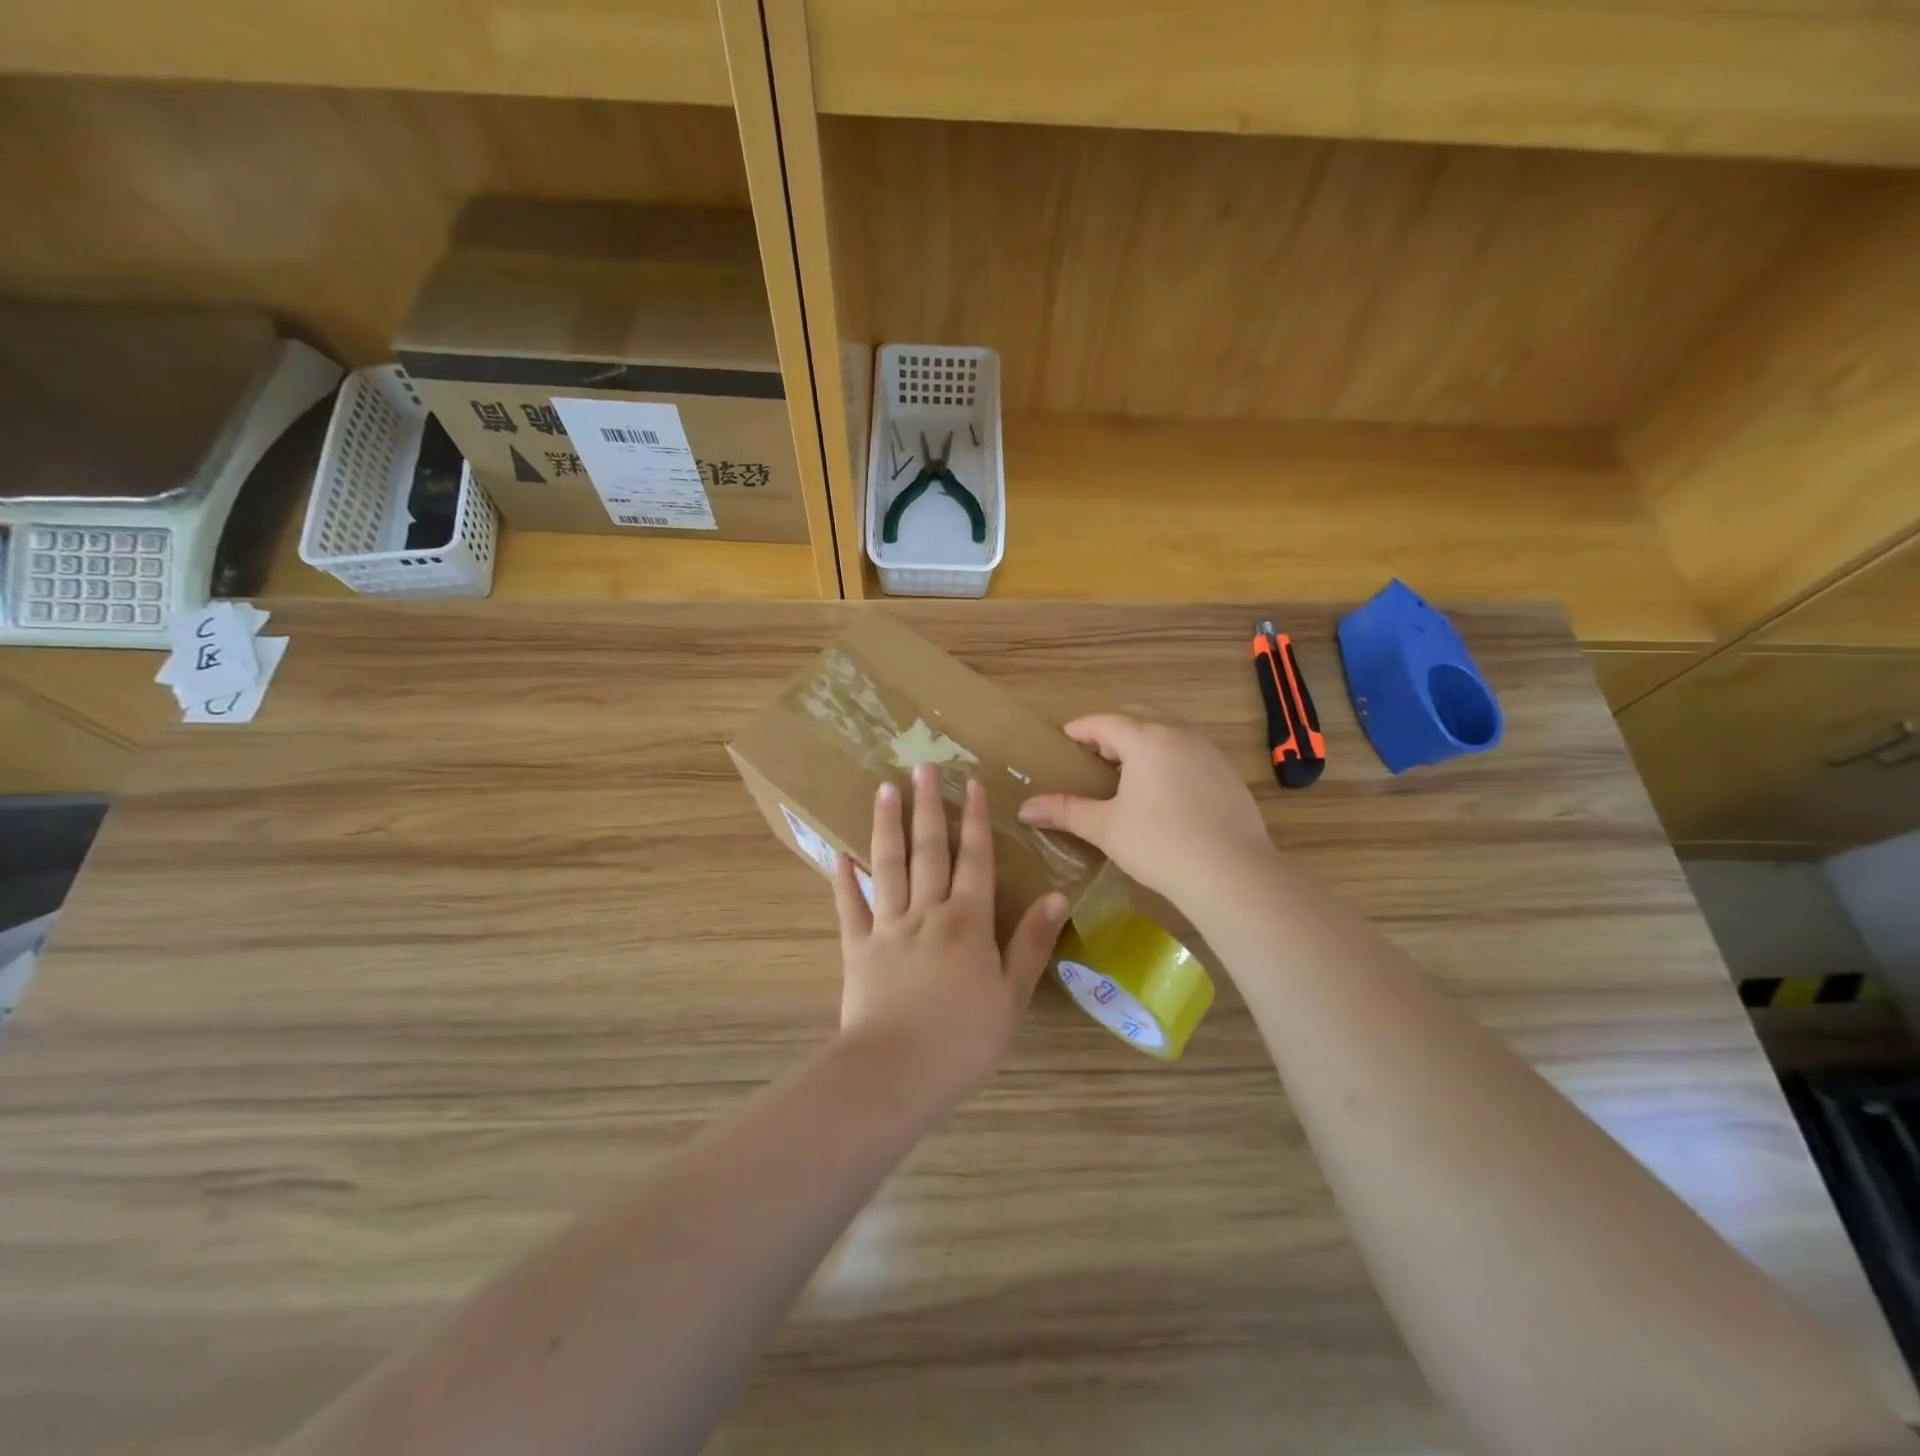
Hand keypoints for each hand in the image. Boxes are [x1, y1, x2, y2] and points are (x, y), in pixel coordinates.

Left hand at [833, 764, 1068, 1106]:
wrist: (897, 1072)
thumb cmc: (964, 1039)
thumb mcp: (1012, 995)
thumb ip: (1032, 943)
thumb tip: (1056, 895)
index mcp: (968, 922)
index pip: (975, 859)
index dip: (975, 820)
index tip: (970, 784)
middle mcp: (927, 912)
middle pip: (929, 850)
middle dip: (928, 807)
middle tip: (922, 767)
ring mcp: (888, 927)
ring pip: (888, 865)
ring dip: (887, 826)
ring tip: (884, 789)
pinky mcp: (857, 947)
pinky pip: (849, 905)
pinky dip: (843, 878)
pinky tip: (838, 851)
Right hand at [1016, 714, 1273, 904]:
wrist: (1232, 873)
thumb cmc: (1160, 844)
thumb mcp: (1106, 828)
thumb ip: (1065, 811)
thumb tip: (1025, 809)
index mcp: (1146, 739)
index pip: (1104, 722)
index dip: (1081, 729)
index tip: (1064, 740)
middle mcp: (1179, 735)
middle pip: (1139, 719)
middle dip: (1112, 731)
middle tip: (1093, 756)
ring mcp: (1209, 753)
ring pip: (1168, 733)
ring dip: (1144, 743)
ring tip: (1127, 773)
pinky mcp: (1228, 775)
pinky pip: (1190, 753)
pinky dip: (1169, 760)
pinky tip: (1165, 792)